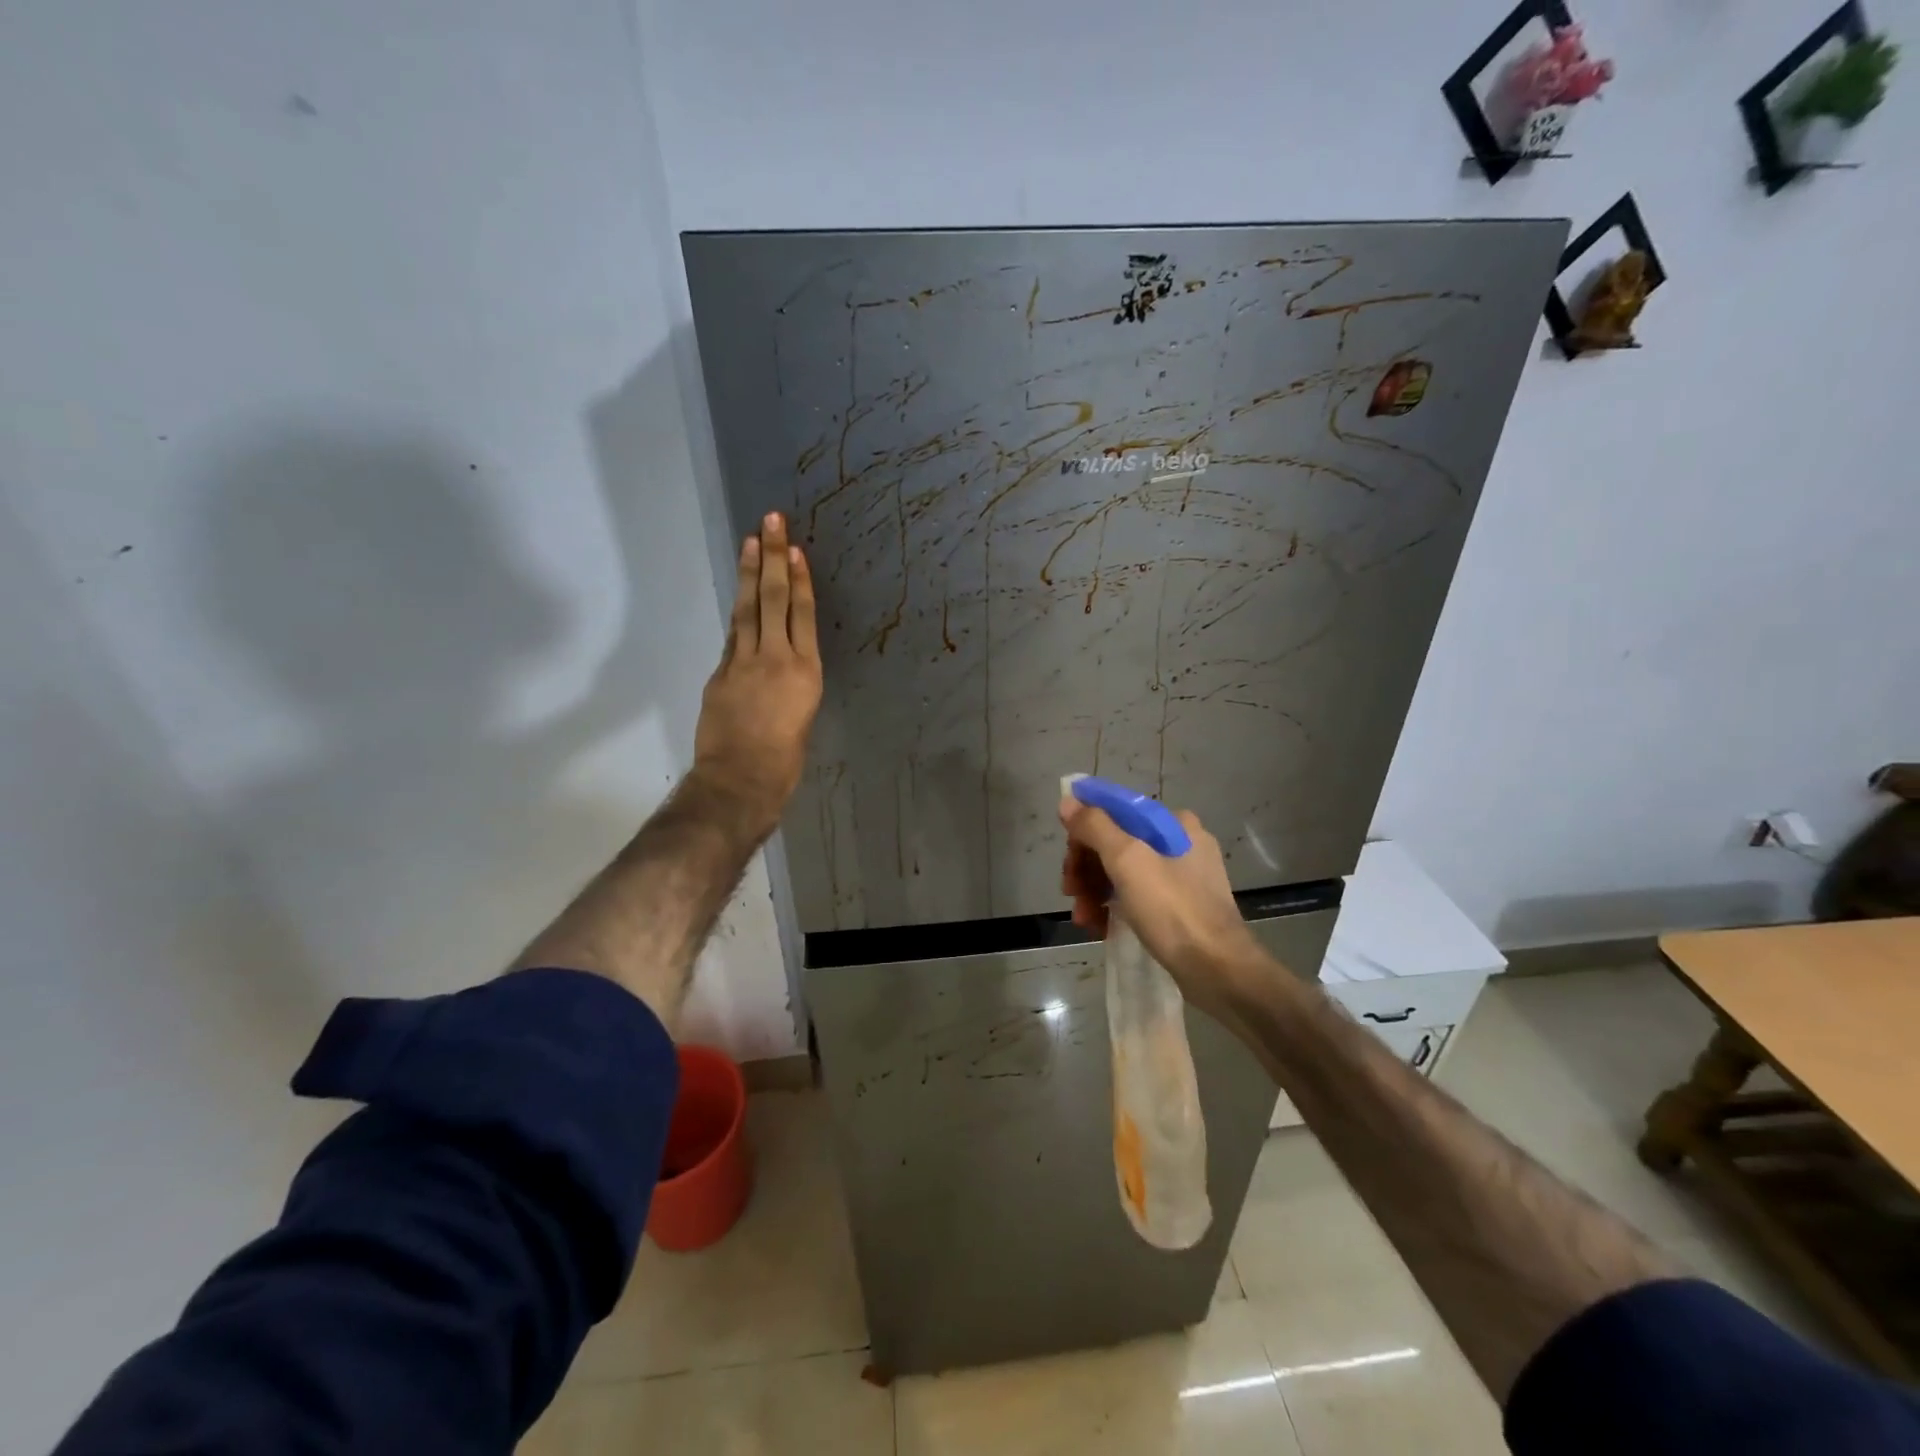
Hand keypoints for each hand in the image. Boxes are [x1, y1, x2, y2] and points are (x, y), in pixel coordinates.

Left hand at [692, 512, 822, 834]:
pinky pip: (733, 636)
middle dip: (773, 558)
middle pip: (774, 600)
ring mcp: (743, 663)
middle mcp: (776, 658)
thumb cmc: (785, 763)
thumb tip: (781, 669)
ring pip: (749, 609)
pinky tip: (742, 596)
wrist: (741, 782)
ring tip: (752, 541)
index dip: (798, 579)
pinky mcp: (720, 674)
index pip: (801, 614)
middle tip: (771, 522)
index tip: (794, 549)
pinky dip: (739, 612)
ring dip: (750, 573)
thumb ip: (792, 687)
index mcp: (806, 673)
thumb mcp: (803, 720)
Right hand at [1059, 797, 1261, 1021]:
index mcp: (1173, 823)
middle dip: (1087, 869)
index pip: (1115, 812)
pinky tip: (1100, 927)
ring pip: (1124, 872)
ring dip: (1095, 891)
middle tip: (1071, 894)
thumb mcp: (1127, 860)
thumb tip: (1068, 801)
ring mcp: (1183, 877)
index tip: (1068, 864)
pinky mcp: (1181, 907)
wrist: (1218, 970)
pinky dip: (1115, 907)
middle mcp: (1180, 842)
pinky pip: (1138, 896)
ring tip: (1084, 919)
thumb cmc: (1172, 910)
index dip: (1083, 833)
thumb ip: (1095, 826)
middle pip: (1116, 843)